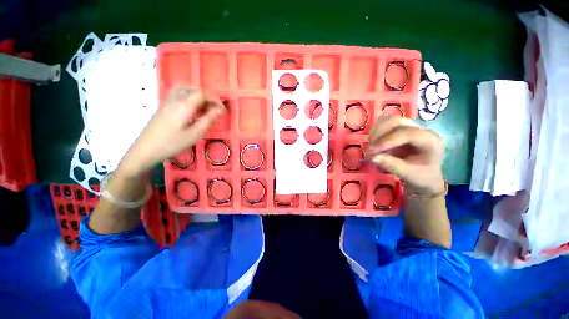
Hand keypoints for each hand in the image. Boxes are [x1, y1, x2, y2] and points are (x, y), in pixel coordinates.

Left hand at [119, 87, 224, 176]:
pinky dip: (190, 97)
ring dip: (198, 95)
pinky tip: (192, 109)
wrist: (146, 149)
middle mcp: (176, 99)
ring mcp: (168, 101)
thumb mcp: (195, 134)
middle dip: (208, 97)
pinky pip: (179, 94)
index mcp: (184, 105)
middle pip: (194, 89)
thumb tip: (219, 110)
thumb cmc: (172, 143)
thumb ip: (208, 120)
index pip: (202, 94)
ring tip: (205, 108)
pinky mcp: (164, 106)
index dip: (215, 99)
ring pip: (185, 89)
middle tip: (214, 110)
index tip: (222, 110)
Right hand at [367, 117, 444, 195]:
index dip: (387, 140)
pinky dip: (375, 134)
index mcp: (430, 141)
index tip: (372, 151)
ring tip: (371, 148)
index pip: (406, 133)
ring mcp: (410, 128)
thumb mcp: (410, 176)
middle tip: (370, 150)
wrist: (425, 176)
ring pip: (388, 121)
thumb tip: (373, 158)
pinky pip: (384, 126)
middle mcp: (421, 130)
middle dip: (379, 134)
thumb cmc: (421, 177)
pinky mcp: (400, 130)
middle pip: (396, 122)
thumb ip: (393, 166)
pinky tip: (374, 145)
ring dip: (375, 133)